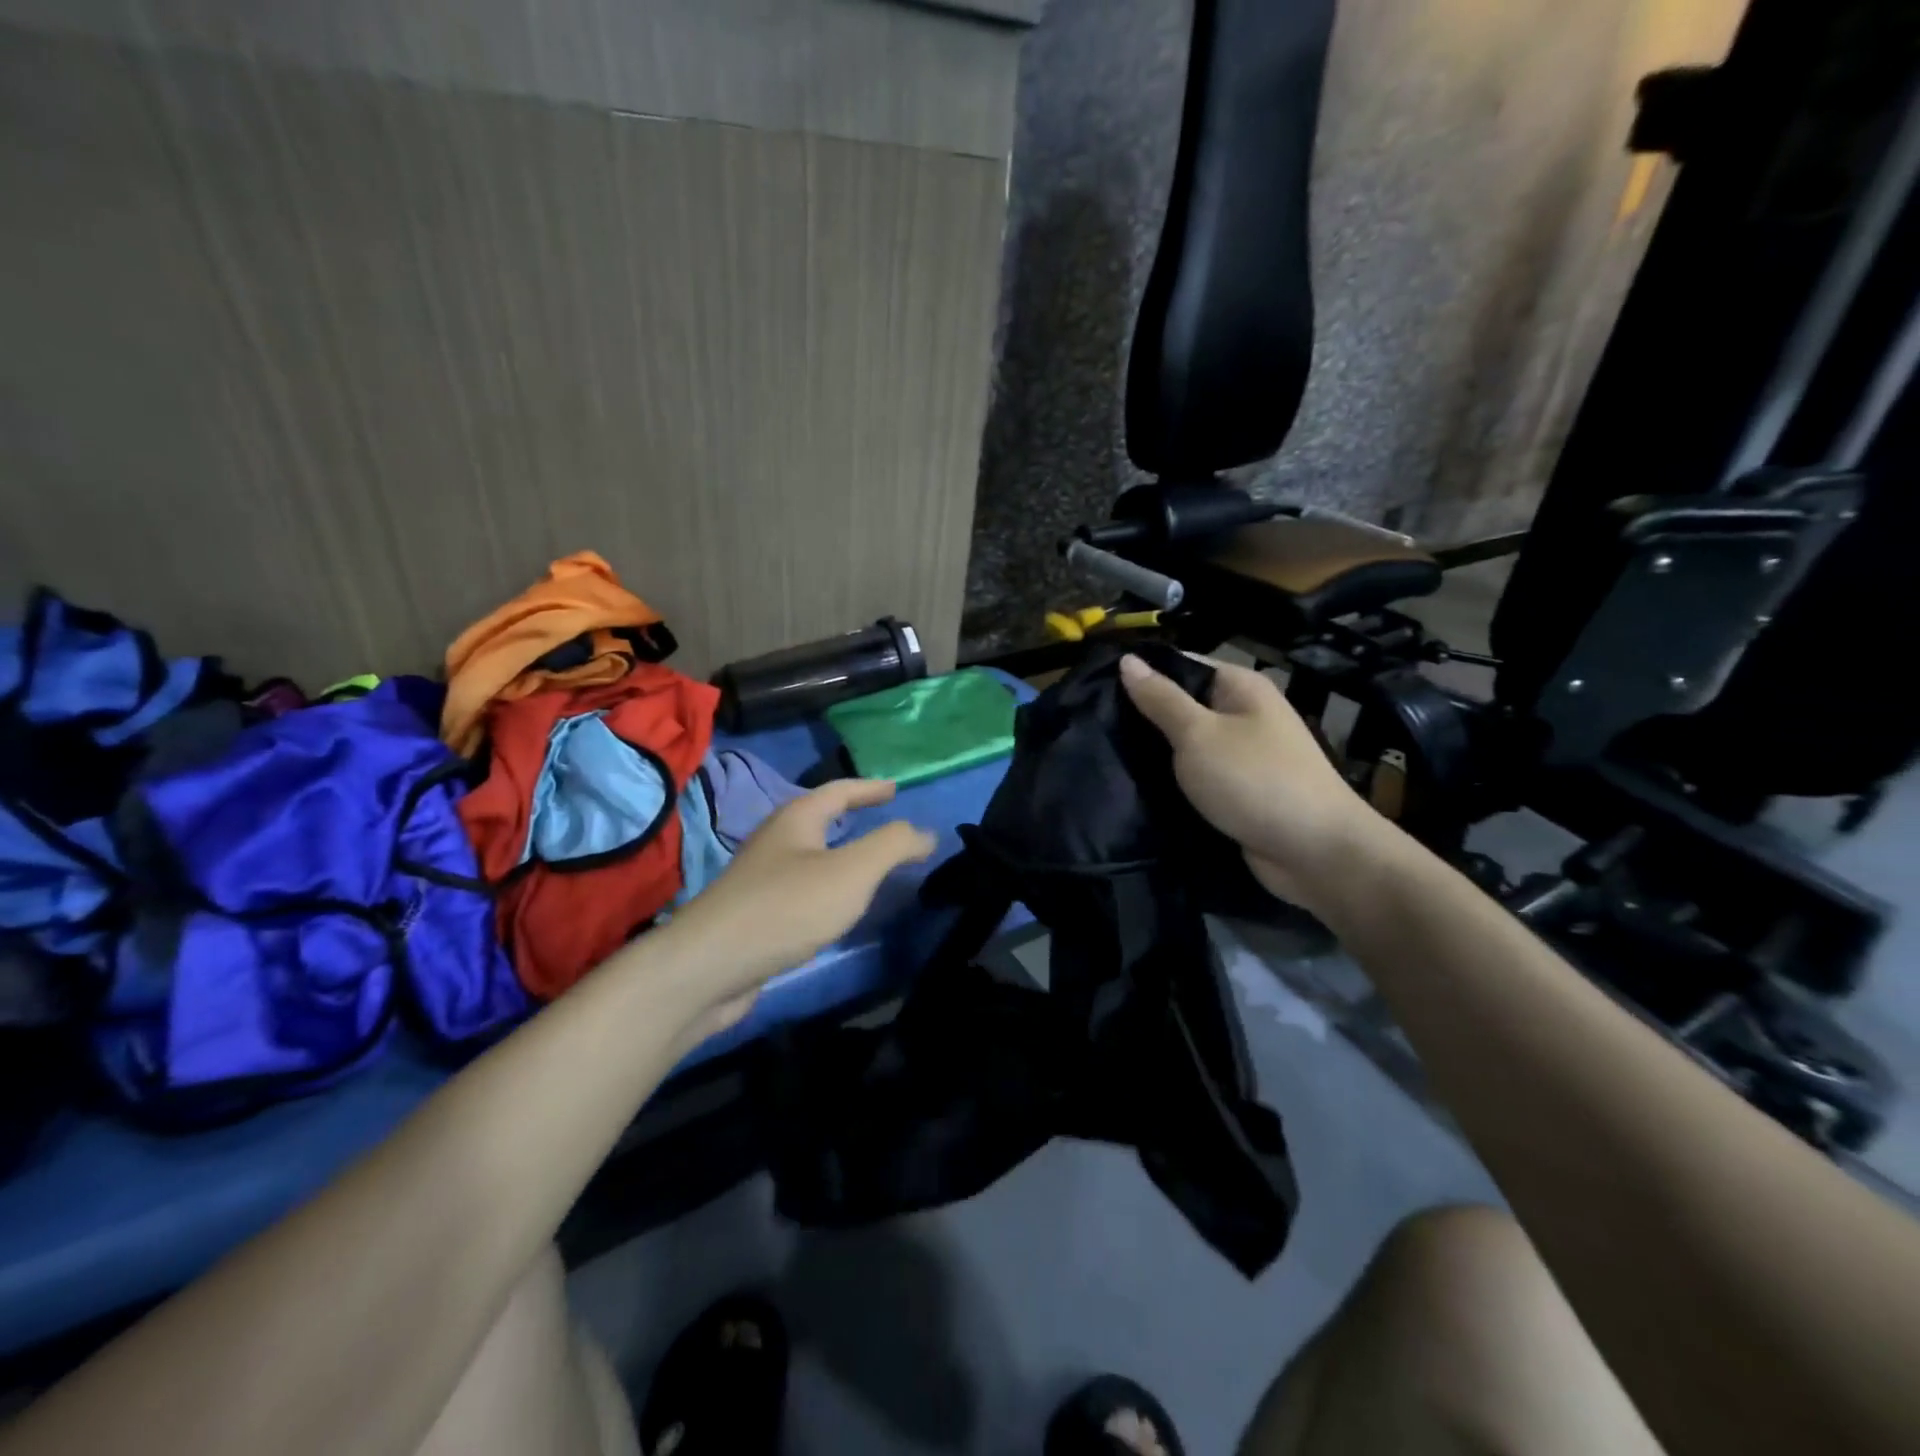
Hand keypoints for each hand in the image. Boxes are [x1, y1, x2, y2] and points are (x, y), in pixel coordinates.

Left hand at [664, 779, 935, 1034]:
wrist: (709, 967)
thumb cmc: (786, 907)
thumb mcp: (851, 872)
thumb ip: (892, 846)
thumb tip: (924, 832)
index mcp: (796, 820)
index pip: (838, 791)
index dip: (869, 788)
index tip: (895, 789)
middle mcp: (775, 842)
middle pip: (818, 820)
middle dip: (850, 818)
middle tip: (882, 822)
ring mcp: (760, 880)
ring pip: (808, 857)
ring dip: (838, 855)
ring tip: (867, 866)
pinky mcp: (754, 916)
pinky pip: (799, 890)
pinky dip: (825, 889)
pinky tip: (835, 909)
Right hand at [1119, 653, 1382, 911]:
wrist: (1315, 852)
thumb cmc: (1254, 780)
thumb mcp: (1198, 734)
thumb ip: (1161, 699)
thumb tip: (1128, 659)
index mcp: (1239, 687)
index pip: (1180, 665)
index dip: (1141, 674)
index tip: (1095, 688)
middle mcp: (1244, 714)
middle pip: (1182, 705)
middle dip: (1142, 717)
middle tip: (1093, 725)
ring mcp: (1243, 754)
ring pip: (1187, 745)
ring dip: (1155, 753)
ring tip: (1103, 754)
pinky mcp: (1238, 790)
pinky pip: (1197, 776)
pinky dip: (1173, 781)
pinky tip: (1135, 786)